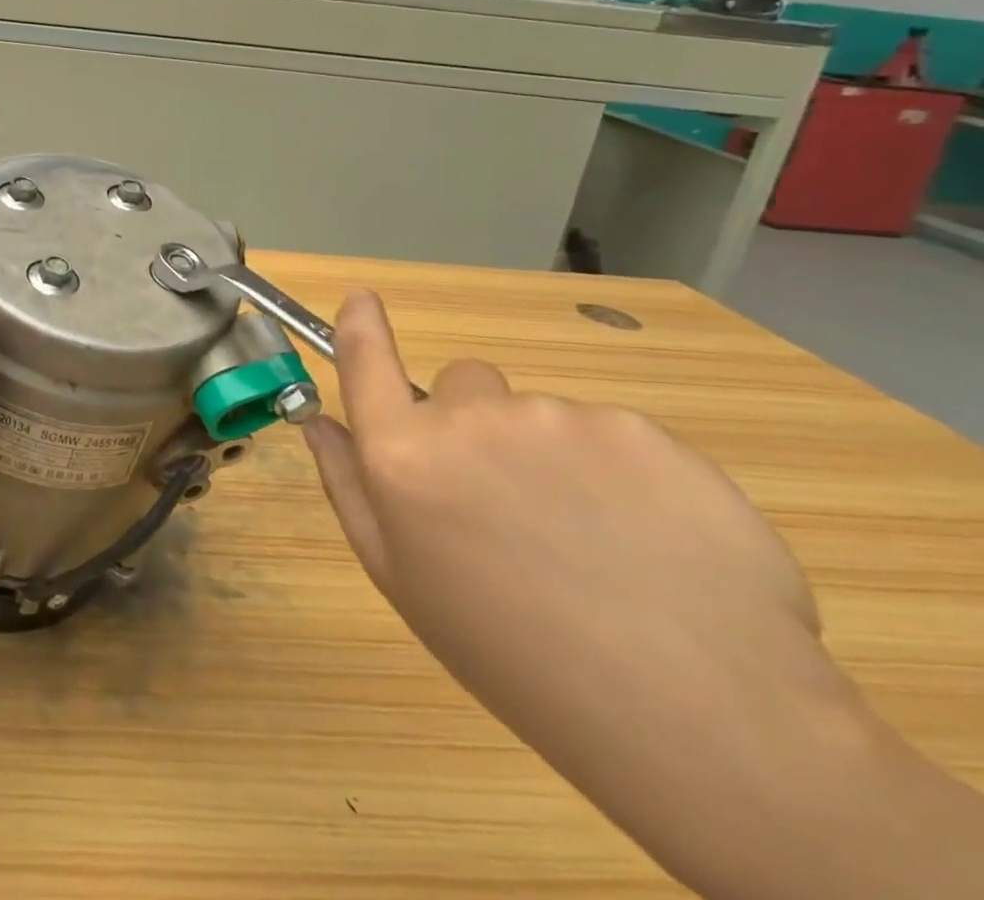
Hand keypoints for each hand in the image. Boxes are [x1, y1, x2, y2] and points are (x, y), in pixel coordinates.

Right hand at [304, 289, 881, 898]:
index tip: (360, 299)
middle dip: (476, 425)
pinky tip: (652, 544)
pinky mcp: (642, 430)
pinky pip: (611, 435)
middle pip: (464, 385)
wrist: (696, 716)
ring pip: (541, 416)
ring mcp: (559, 417)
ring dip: (552, 457)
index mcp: (404, 456)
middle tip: (514, 506)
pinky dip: (620, 474)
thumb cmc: (513, 654)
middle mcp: (470, 420)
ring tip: (596, 544)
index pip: (366, 362)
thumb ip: (350, 486)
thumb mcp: (402, 580)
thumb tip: (319, 421)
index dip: (359, 325)